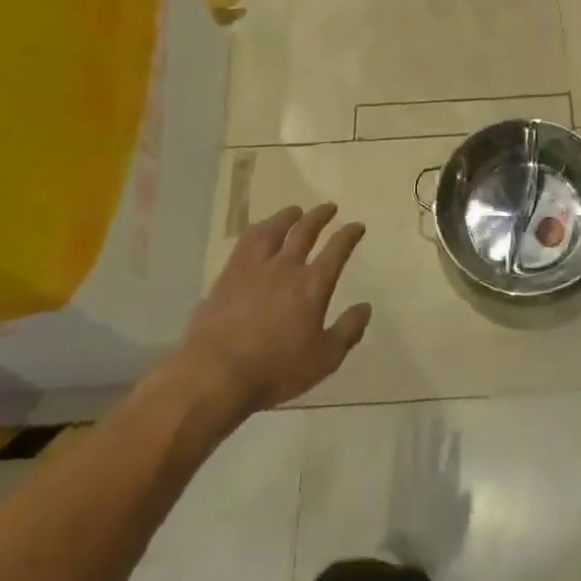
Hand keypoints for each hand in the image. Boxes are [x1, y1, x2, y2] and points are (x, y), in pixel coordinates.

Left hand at [176, 204, 370, 416]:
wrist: (215, 373)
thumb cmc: (275, 370)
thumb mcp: (323, 359)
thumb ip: (347, 331)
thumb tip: (366, 307)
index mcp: (313, 285)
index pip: (337, 250)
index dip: (349, 235)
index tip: (357, 226)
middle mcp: (286, 267)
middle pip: (305, 231)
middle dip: (320, 216)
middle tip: (329, 207)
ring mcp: (254, 268)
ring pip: (274, 230)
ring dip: (287, 217)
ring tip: (295, 211)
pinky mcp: (228, 275)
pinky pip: (246, 242)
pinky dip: (257, 230)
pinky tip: (258, 232)